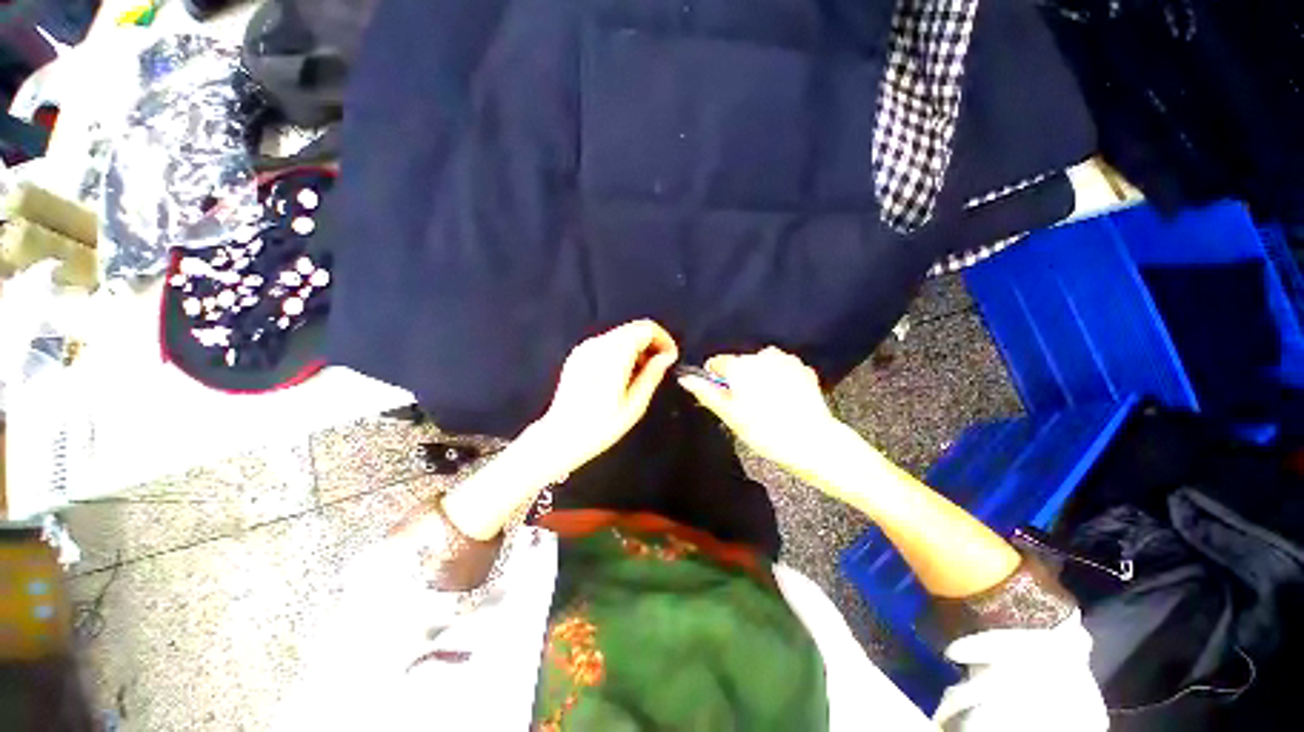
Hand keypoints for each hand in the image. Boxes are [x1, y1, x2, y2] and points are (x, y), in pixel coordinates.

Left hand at [533, 319, 678, 473]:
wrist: (561, 436)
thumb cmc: (602, 425)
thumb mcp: (635, 403)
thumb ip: (653, 374)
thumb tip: (667, 356)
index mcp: (614, 353)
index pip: (645, 328)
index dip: (664, 339)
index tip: (671, 358)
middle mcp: (598, 343)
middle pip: (633, 329)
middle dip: (651, 343)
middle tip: (659, 367)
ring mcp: (585, 348)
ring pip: (620, 335)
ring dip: (636, 348)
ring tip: (641, 374)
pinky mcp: (577, 355)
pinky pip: (606, 344)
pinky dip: (621, 351)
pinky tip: (622, 375)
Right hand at [677, 347, 842, 477]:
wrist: (811, 442)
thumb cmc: (765, 431)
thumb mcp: (729, 415)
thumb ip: (706, 393)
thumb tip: (685, 378)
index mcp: (740, 365)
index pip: (717, 363)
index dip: (716, 380)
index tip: (725, 397)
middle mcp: (762, 355)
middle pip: (740, 363)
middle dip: (739, 379)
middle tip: (747, 406)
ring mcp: (785, 360)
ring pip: (761, 365)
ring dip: (759, 378)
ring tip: (767, 404)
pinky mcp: (802, 368)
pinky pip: (782, 369)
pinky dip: (779, 379)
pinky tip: (784, 400)